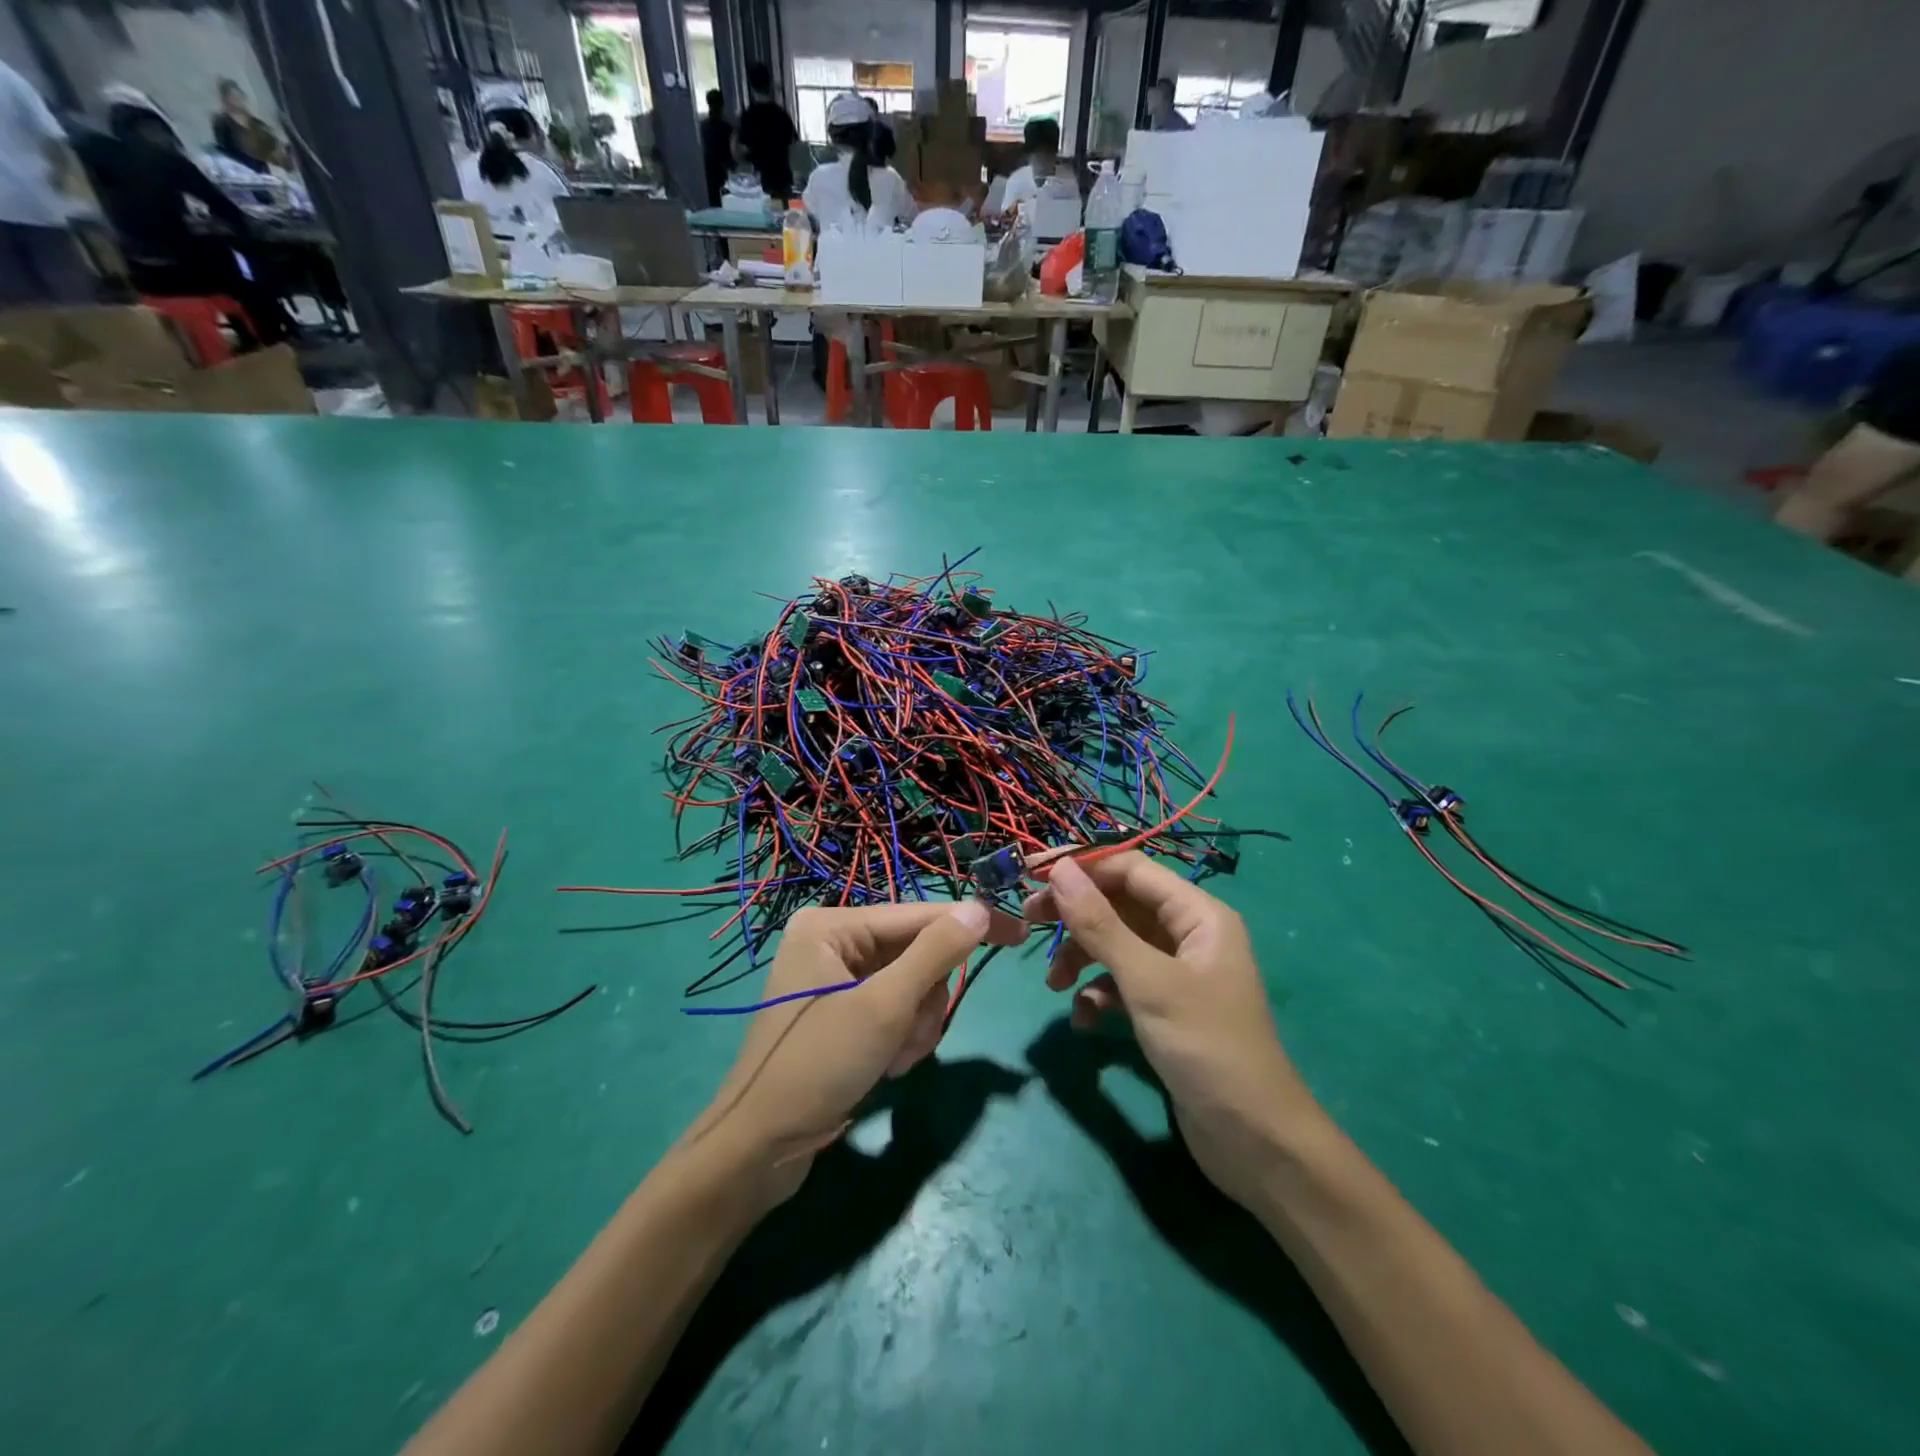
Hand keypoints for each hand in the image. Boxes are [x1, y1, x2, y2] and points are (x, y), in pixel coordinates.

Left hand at [684, 901, 1023, 1207]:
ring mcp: (834, 979)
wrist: (759, 1149)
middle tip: (909, 1037)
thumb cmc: (818, 1065)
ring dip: (914, 1025)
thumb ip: (934, 953)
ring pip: (910, 985)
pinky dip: (900, 1036)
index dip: (969, 925)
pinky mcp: (841, 1012)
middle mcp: (831, 942)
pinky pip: (893, 1008)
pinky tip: (885, 1066)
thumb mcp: (883, 1007)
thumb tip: (979, 909)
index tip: (1020, 933)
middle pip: (915, 953)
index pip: (918, 915)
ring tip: (893, 1059)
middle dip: (923, 1000)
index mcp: (831, 925)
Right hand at [1024, 853, 1320, 1208]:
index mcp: (1197, 914)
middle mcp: (1188, 935)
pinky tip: (1085, 1020)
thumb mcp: (1147, 981)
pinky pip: (1122, 983)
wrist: (1253, 1142)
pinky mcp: (1165, 1008)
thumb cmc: (1205, 1046)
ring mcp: (1177, 973)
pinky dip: (1098, 994)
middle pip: (1120, 905)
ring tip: (1054, 985)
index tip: (1033, 876)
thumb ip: (1100, 924)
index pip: (1131, 869)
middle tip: (1028, 921)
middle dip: (1076, 915)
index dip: (1083, 867)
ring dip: (1082, 958)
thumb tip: (1060, 869)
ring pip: (1116, 945)